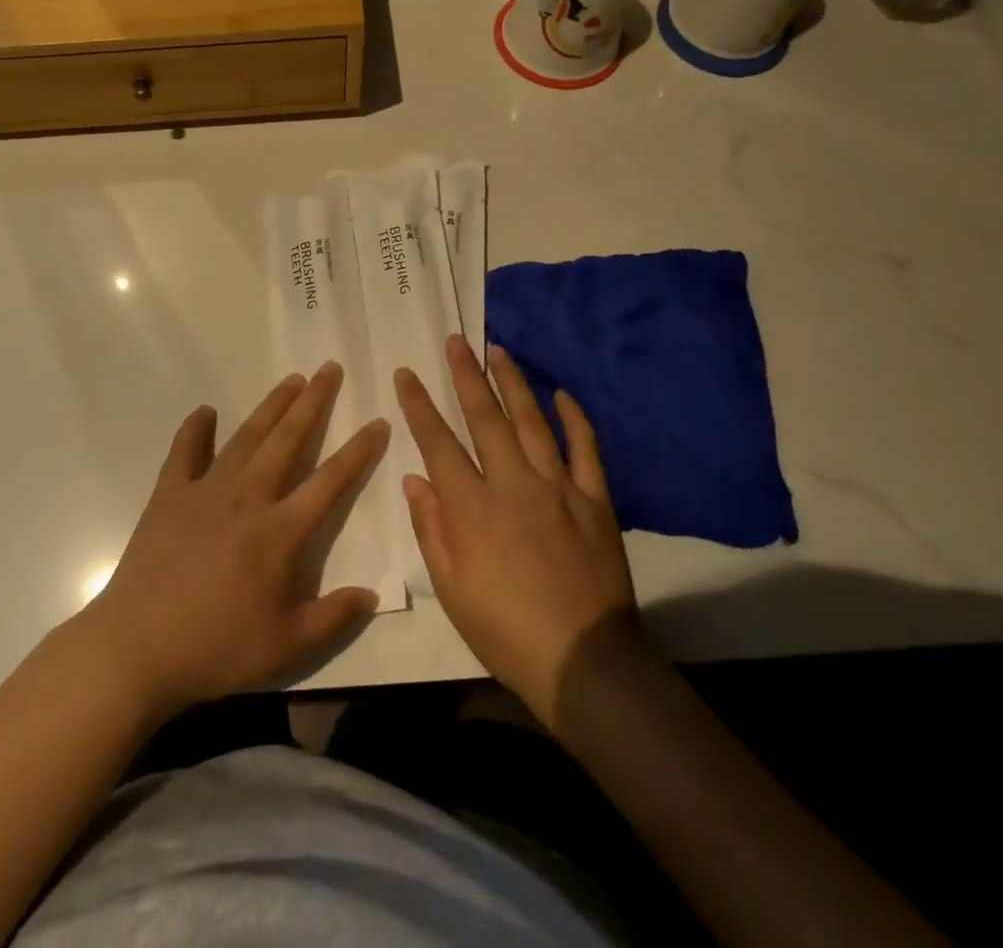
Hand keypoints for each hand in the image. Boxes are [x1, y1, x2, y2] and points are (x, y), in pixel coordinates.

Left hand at [79, 363, 388, 719]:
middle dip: (313, 402)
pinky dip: (195, 429)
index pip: (330, 481)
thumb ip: (333, 616)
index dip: (358, 451)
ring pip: (246, 437)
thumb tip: (372, 594)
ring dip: (271, 406)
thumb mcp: (286, 647)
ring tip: (291, 379)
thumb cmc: (216, 649)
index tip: (378, 421)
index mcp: (280, 533)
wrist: (137, 648)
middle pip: (288, 440)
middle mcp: (248, 498)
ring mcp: (205, 491)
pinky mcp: (169, 494)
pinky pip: (184, 452)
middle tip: (329, 368)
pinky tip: (205, 411)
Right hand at [396, 337, 642, 726]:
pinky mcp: (594, 499)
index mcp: (472, 507)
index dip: (419, 405)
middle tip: (456, 341)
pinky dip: (575, 418)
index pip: (438, 442)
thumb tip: (413, 480)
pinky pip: (585, 449)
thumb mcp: (451, 588)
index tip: (407, 374)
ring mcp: (557, 486)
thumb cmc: (505, 630)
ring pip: (532, 421)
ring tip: (498, 351)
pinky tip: (562, 394)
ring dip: (513, 383)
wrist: (584, 661)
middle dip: (466, 376)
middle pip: (485, 418)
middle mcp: (512, 483)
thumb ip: (432, 528)